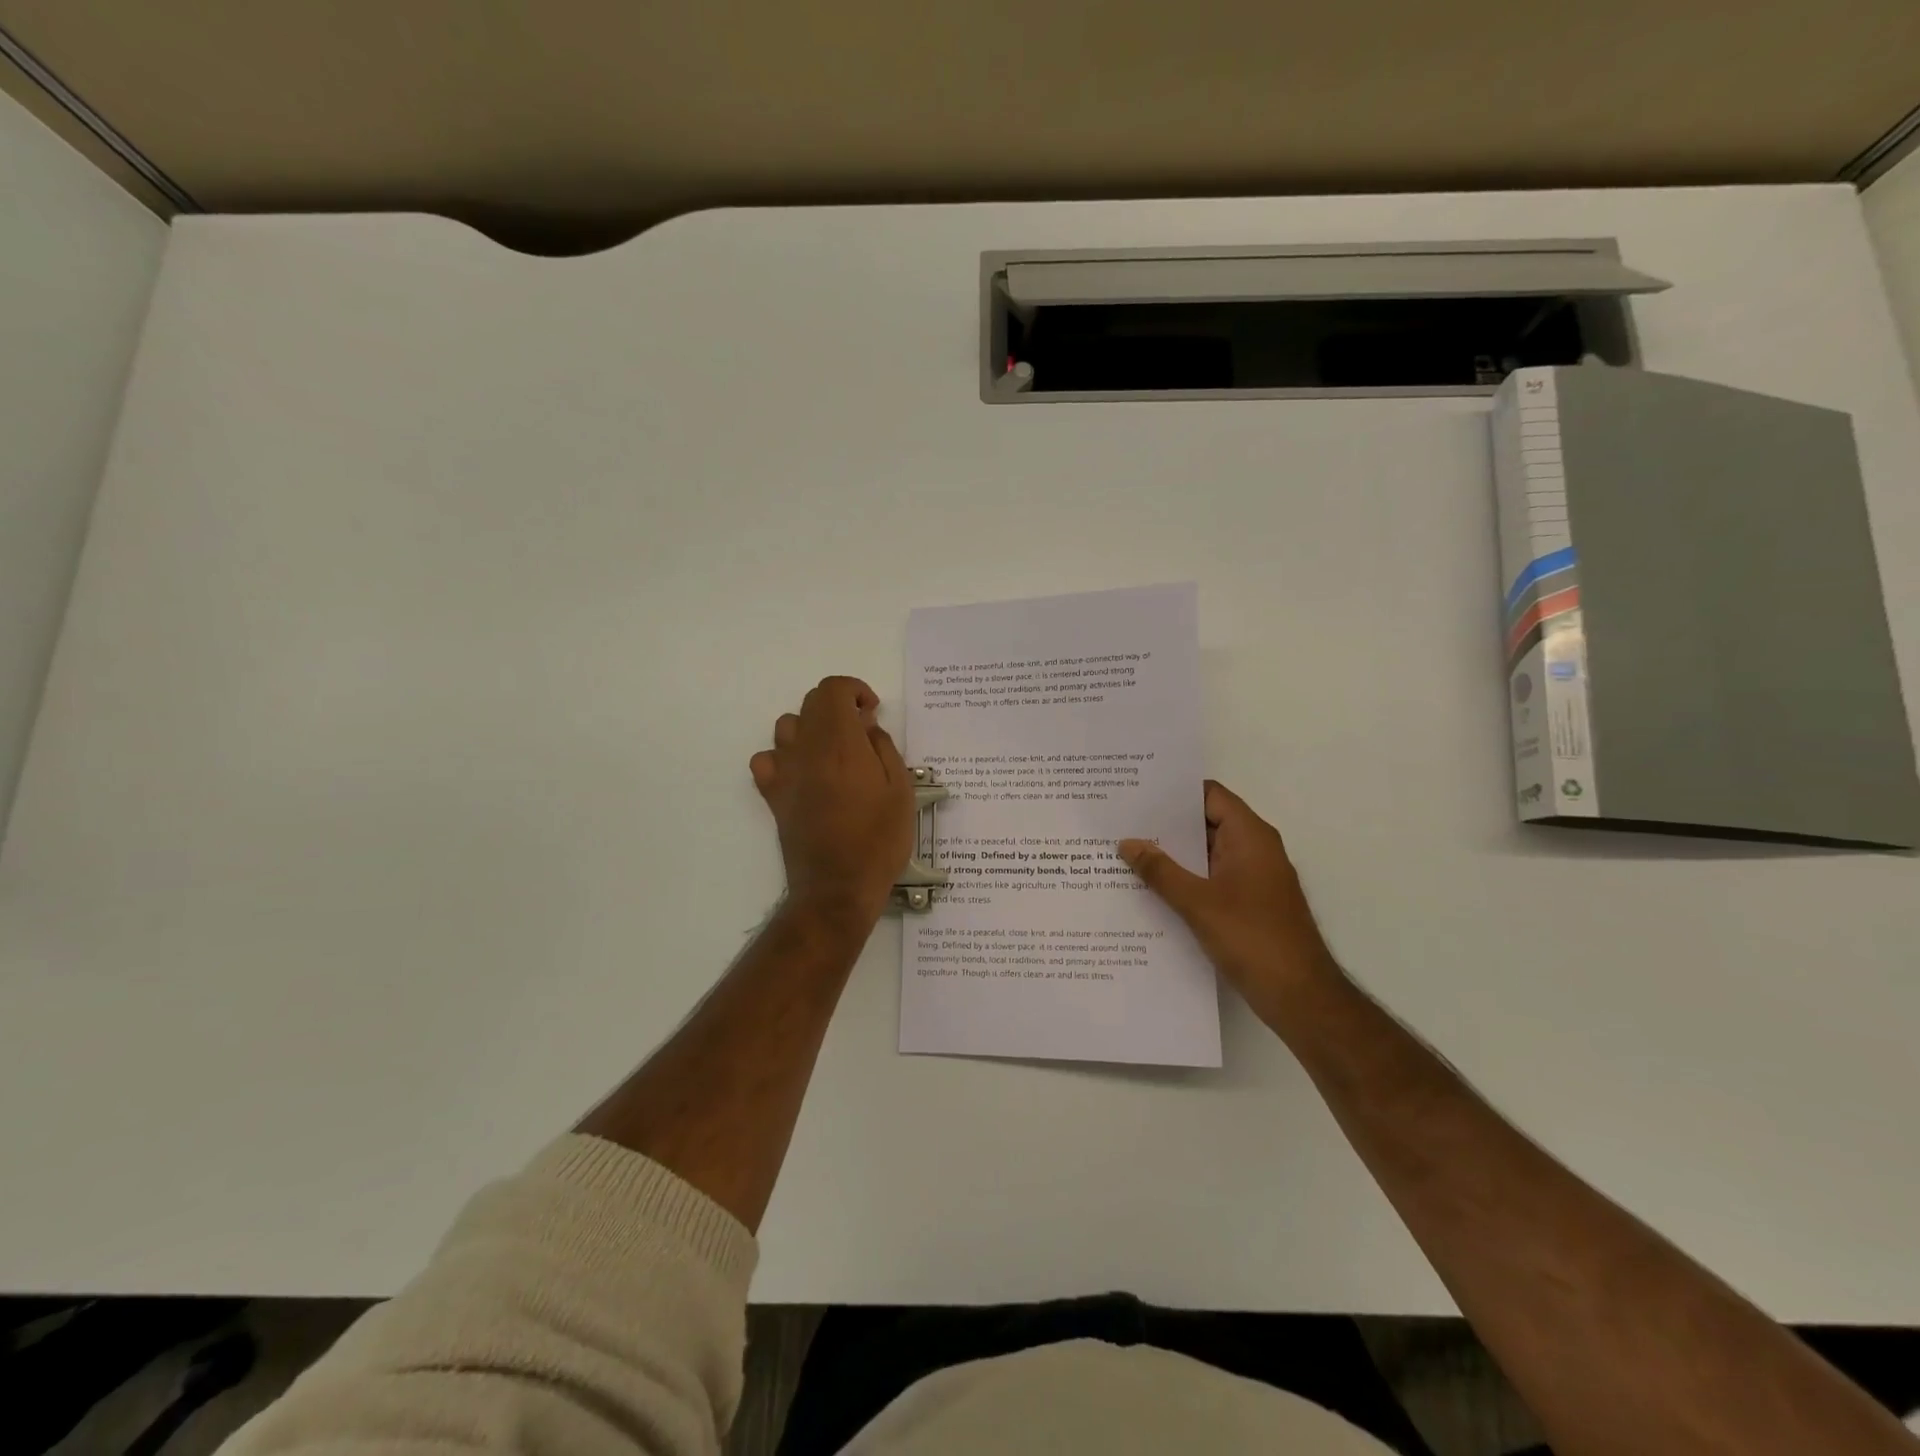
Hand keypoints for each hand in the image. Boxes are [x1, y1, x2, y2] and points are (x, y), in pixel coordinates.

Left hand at [751, 676, 915, 926]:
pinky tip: (804, 773)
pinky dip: (784, 756)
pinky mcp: (773, 795)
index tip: (872, 712)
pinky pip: (767, 759)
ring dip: (812, 727)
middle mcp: (805, 750)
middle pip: (811, 703)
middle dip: (838, 706)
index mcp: (840, 744)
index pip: (832, 690)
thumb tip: (866, 726)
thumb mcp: (900, 790)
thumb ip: (883, 748)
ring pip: (787, 726)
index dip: (854, 690)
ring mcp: (784, 772)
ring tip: (835, 752)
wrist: (838, 887)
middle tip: (862, 733)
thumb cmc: (878, 840)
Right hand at [1119, 781, 1341, 1025]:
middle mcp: (1254, 849)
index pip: (1209, 795)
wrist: (1299, 996)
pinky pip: (1211, 879)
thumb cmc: (1252, 938)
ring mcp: (1253, 878)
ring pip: (1206, 854)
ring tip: (1126, 852)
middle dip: (1165, 824)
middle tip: (1121, 822)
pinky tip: (1150, 889)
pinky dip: (1184, 879)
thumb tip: (1127, 842)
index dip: (1174, 792)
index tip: (1136, 792)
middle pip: (1205, 823)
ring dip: (1173, 855)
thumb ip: (1160, 870)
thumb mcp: (1197, 902)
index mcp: (1250, 836)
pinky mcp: (1248, 904)